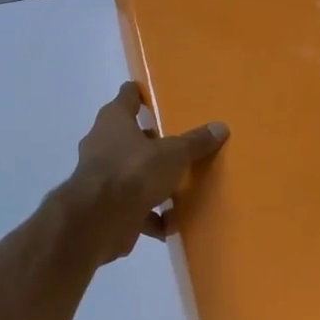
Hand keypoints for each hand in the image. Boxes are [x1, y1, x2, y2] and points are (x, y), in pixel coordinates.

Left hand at [59, 82, 228, 265]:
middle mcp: (102, 142)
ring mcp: (100, 175)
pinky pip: (131, 206)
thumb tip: (220, 127)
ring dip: (151, 182)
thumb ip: (195, 142)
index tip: (153, 97)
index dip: (139, 94)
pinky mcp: (102, 205)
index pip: (127, 96)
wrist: (98, 220)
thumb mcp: (173, 154)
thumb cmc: (134, 171)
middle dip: (150, 143)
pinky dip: (149, 216)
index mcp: (115, 120)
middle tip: (174, 147)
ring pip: (130, 173)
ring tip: (178, 189)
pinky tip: (169, 225)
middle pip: (129, 136)